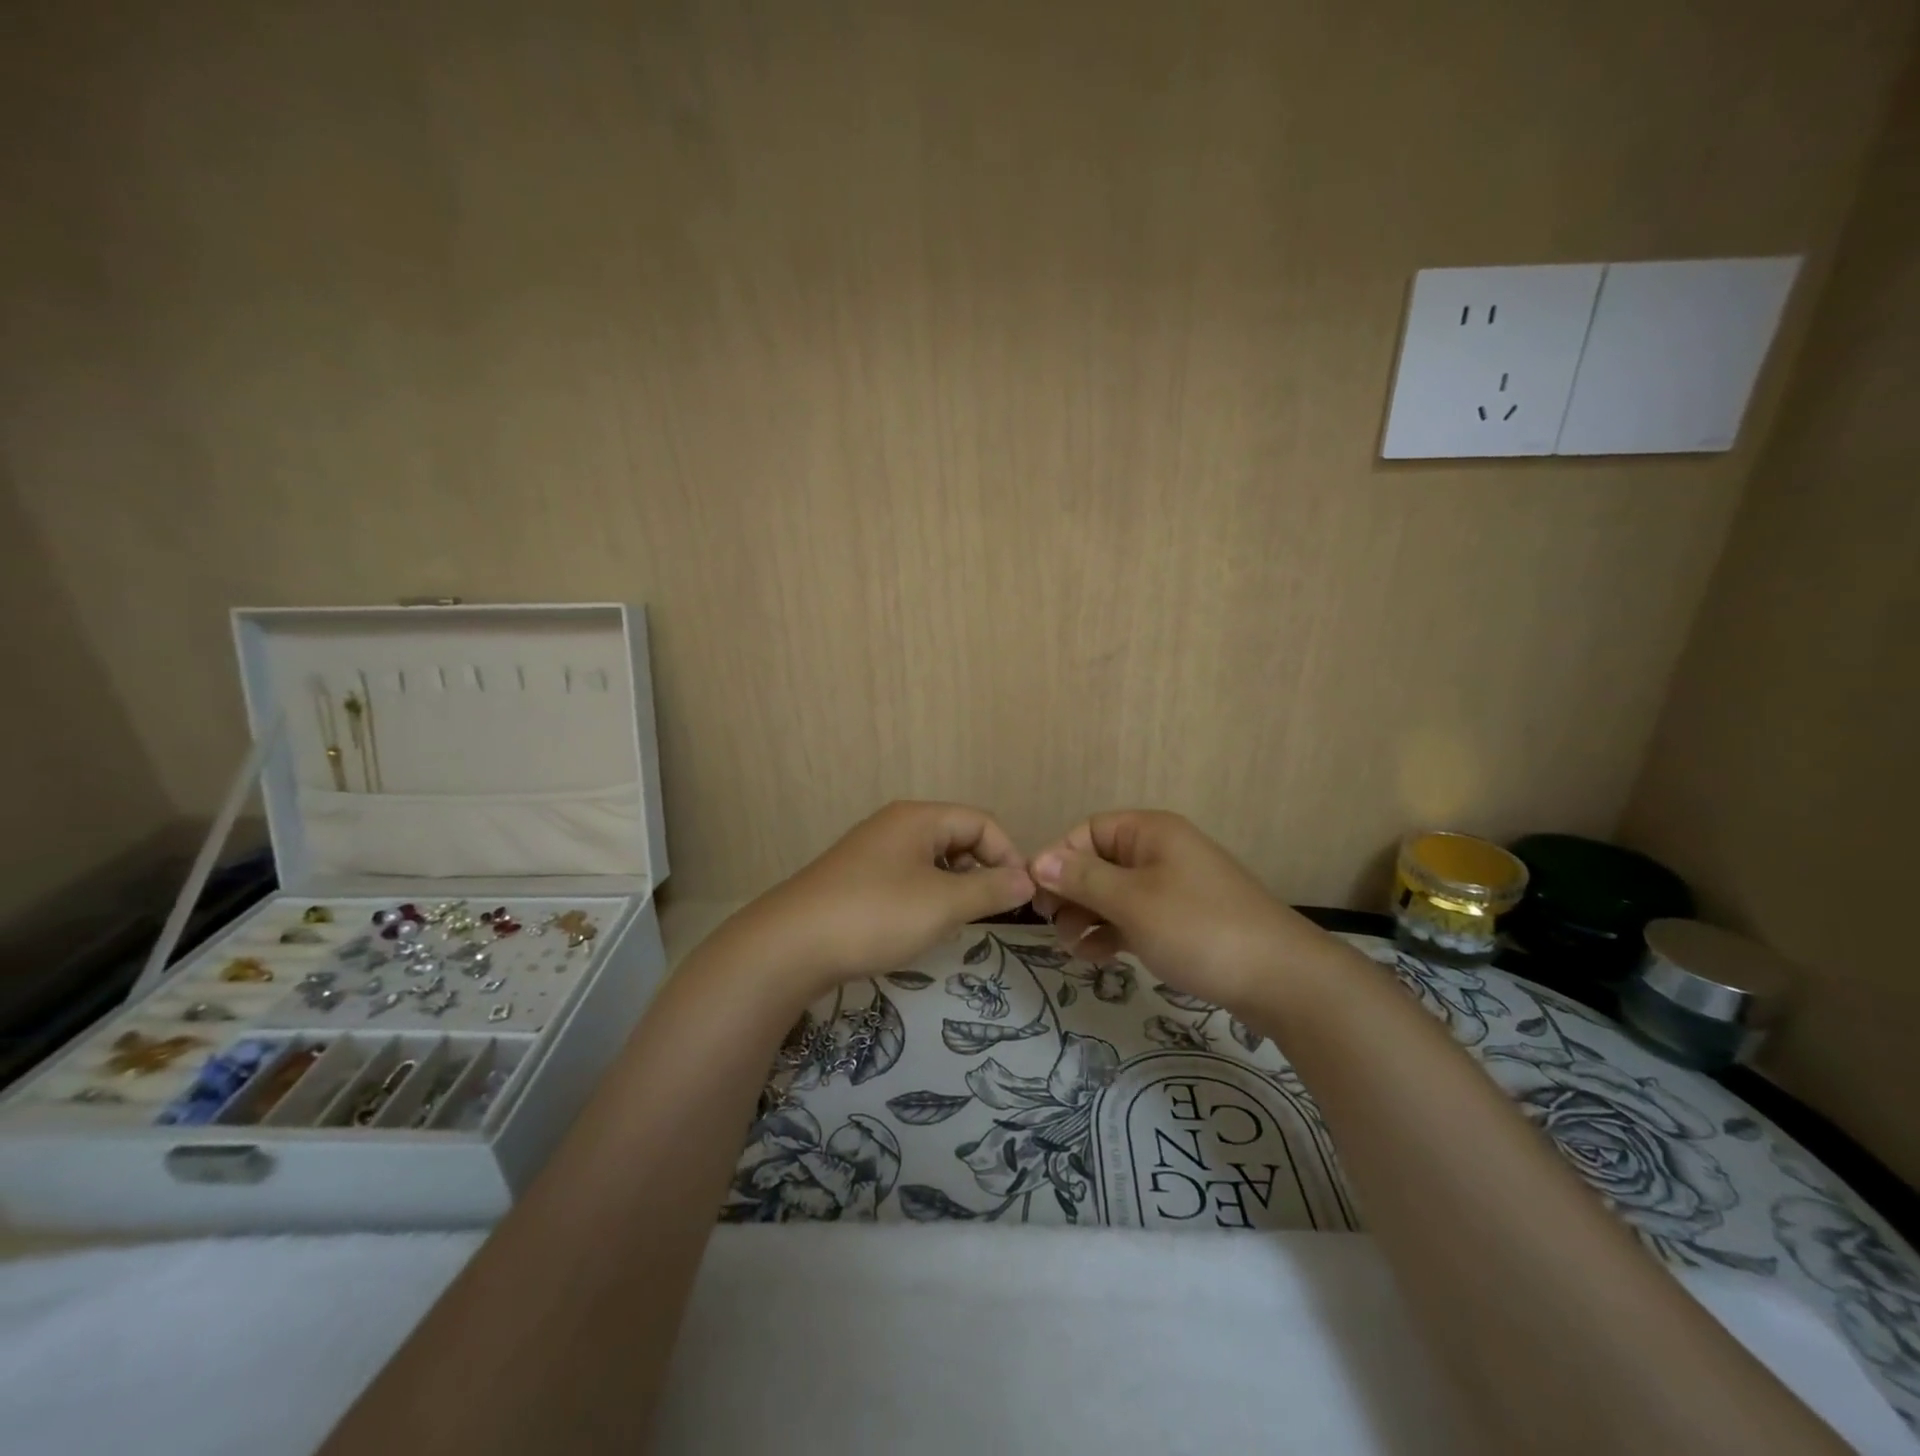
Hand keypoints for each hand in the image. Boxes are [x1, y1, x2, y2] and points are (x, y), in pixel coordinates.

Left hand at [742, 801, 1034, 997]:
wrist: (790, 946)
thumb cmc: (876, 914)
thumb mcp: (943, 903)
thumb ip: (990, 889)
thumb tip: (1027, 879)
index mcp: (919, 818)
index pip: (981, 821)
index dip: (1007, 854)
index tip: (1018, 897)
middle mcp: (896, 825)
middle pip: (957, 837)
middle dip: (979, 872)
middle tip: (984, 913)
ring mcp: (872, 852)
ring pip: (932, 862)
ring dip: (952, 888)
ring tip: (952, 923)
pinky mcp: (856, 879)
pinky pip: (907, 879)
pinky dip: (924, 898)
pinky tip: (917, 928)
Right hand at [1029, 810, 1338, 1012]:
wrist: (1283, 980)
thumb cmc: (1199, 928)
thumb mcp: (1133, 901)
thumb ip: (1083, 879)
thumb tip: (1038, 860)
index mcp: (1150, 833)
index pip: (1088, 831)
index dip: (1059, 858)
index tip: (1037, 896)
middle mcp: (1161, 853)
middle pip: (1099, 862)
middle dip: (1071, 892)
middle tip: (1051, 926)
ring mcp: (1174, 888)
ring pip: (1114, 894)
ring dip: (1087, 916)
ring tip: (1072, 948)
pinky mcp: (1183, 922)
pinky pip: (1134, 918)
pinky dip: (1112, 933)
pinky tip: (1097, 957)